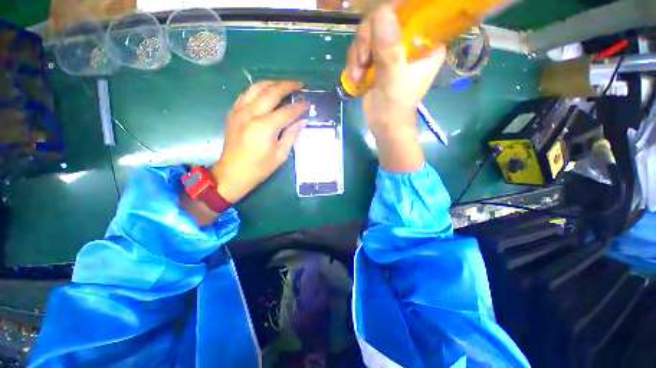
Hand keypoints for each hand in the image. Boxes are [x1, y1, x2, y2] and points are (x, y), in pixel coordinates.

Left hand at [210, 81, 308, 202]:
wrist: (233, 173)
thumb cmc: (260, 168)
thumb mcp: (281, 154)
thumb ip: (292, 134)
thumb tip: (303, 121)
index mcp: (265, 127)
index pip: (287, 111)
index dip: (299, 107)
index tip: (308, 104)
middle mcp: (251, 114)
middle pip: (271, 92)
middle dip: (287, 86)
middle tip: (299, 85)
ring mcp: (239, 111)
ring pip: (256, 87)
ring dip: (272, 83)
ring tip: (284, 85)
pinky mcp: (233, 112)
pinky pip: (246, 94)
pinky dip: (258, 90)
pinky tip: (266, 93)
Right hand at [345, 4, 445, 171]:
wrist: (384, 126)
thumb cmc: (394, 109)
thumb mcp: (393, 81)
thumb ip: (389, 51)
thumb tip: (382, 13)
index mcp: (425, 43)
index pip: (412, 11)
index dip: (391, 13)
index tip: (374, 33)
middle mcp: (409, 42)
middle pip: (384, 19)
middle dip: (367, 39)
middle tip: (363, 60)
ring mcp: (391, 50)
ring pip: (369, 33)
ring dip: (358, 53)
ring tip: (358, 74)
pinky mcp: (378, 60)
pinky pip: (361, 48)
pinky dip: (354, 61)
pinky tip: (355, 76)